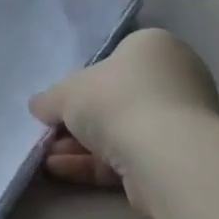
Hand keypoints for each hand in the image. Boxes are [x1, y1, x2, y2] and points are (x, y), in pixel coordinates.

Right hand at [30, 28, 218, 188]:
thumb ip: (50, 99)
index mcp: (154, 47)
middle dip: (79, 120)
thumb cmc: (116, 100)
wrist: (162, 153)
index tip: (60, 101)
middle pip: (117, 98)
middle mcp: (174, 78)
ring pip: (121, 131)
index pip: (116, 59)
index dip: (83, 81)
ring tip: (46, 158)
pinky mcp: (177, 158)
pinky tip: (60, 171)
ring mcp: (180, 121)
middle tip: (49, 133)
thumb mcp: (67, 92)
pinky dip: (94, 164)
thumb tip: (38, 106)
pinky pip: (129, 156)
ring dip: (81, 146)